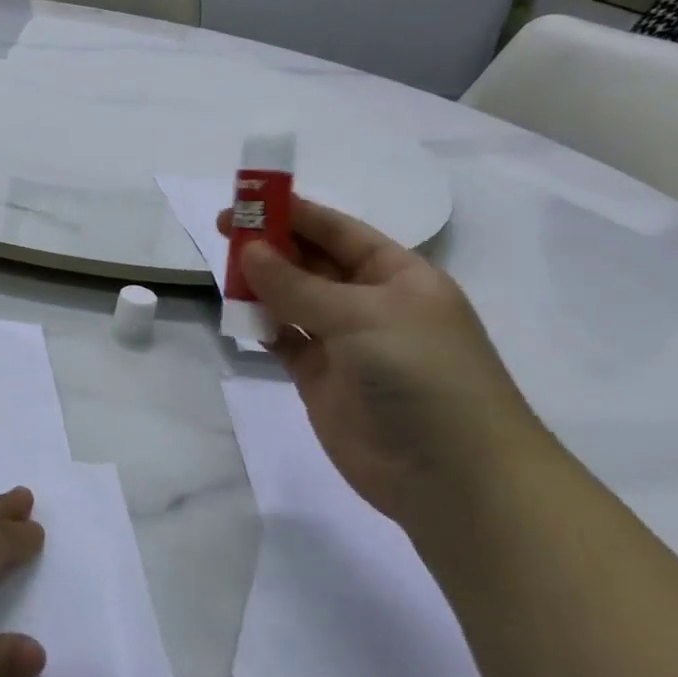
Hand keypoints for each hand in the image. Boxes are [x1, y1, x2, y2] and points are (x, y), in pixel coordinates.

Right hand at [220, 198, 546, 522]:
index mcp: (398, 276)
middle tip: (224, 229)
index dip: (295, 212)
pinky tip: (238, 312)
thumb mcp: (363, 316)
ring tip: (223, 268)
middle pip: (313, 263)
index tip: (248, 198)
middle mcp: (371, 304)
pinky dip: (264, 326)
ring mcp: (346, 344)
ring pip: (295, 300)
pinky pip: (286, 340)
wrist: (453, 478)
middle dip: (272, 245)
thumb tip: (249, 251)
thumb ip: (299, 285)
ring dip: (263, 283)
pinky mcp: (323, 380)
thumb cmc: (422, 374)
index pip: (339, 231)